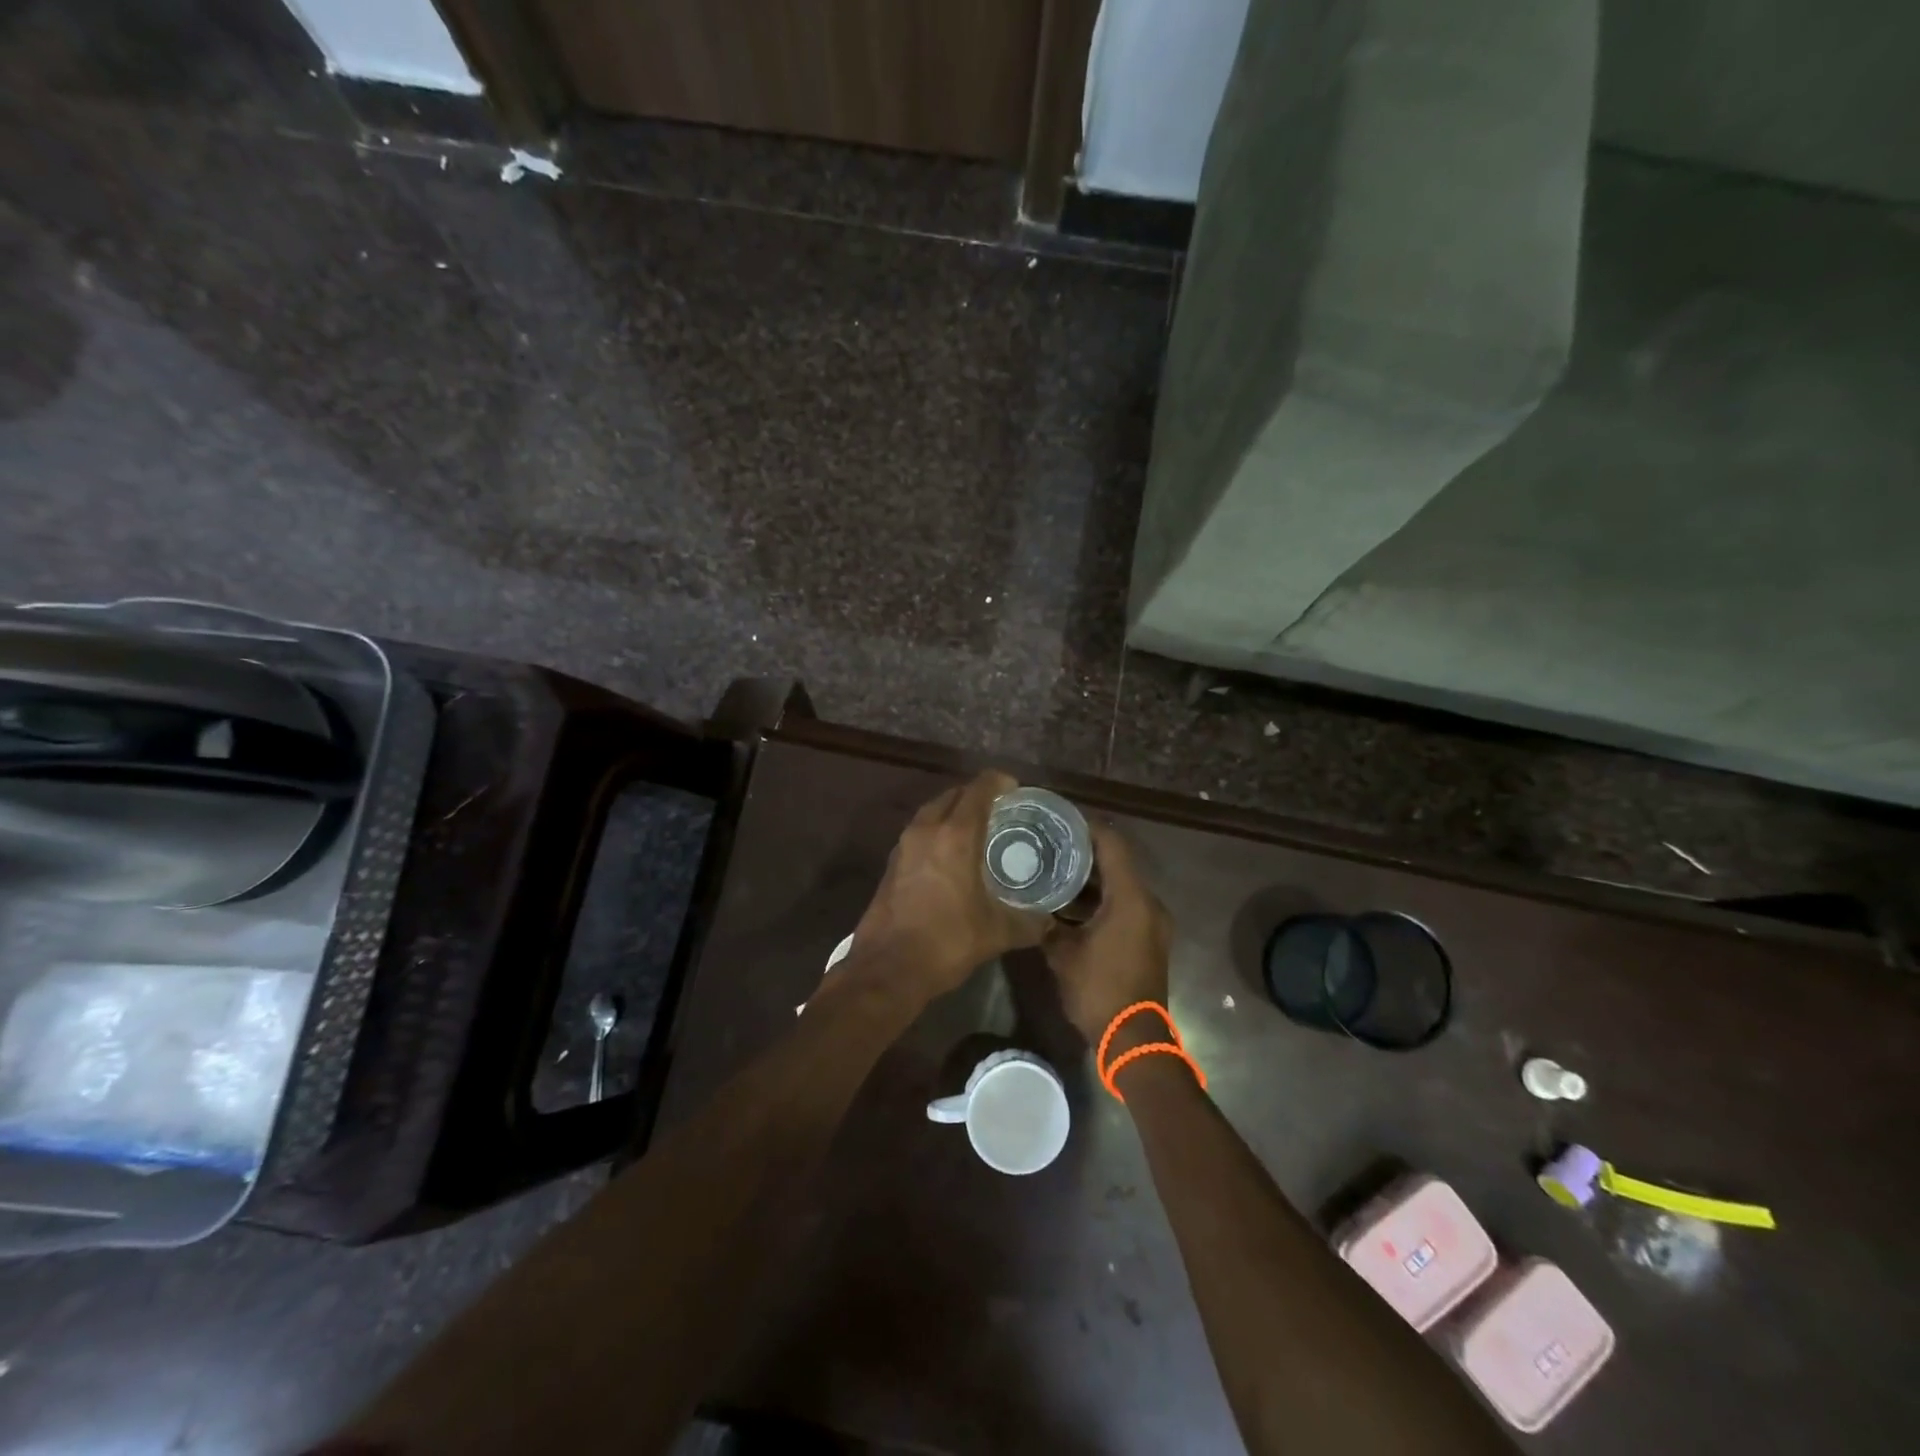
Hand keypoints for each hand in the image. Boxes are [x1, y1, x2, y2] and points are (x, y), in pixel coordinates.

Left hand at [852, 771, 1048, 999]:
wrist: (888, 968)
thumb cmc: (947, 941)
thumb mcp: (997, 933)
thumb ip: (1028, 922)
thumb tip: (1049, 922)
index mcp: (955, 835)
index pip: (979, 790)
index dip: (999, 782)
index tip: (1015, 788)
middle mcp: (927, 830)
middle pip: (953, 795)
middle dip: (975, 795)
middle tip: (999, 808)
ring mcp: (904, 846)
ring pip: (931, 812)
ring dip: (952, 812)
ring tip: (976, 829)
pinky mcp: (891, 864)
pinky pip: (919, 833)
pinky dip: (936, 832)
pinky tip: (949, 855)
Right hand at [1043, 822, 1172, 1044]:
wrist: (1134, 1040)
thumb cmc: (1099, 991)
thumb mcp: (1062, 954)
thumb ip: (1047, 922)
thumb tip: (1030, 905)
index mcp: (1131, 898)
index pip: (1112, 843)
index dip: (1087, 826)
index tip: (1059, 818)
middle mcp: (1148, 903)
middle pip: (1118, 861)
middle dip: (1085, 850)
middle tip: (1050, 843)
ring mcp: (1152, 922)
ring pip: (1121, 885)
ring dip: (1092, 877)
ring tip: (1055, 869)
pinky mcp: (1148, 938)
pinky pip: (1125, 904)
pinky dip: (1101, 898)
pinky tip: (1071, 903)